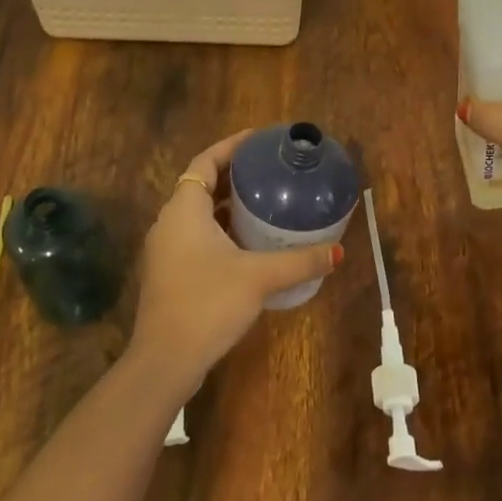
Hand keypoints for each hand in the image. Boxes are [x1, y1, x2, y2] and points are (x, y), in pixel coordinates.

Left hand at [128, 130, 342, 396]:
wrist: (165, 361)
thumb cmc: (207, 304)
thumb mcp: (259, 278)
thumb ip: (299, 261)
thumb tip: (337, 252)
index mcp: (184, 210)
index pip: (205, 162)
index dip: (230, 147)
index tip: (258, 139)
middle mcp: (169, 223)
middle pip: (200, 186)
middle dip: (232, 176)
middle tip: (268, 171)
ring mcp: (166, 250)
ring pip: (197, 215)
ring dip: (226, 206)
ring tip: (263, 203)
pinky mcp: (169, 274)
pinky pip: (196, 237)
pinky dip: (220, 231)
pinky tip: (248, 245)